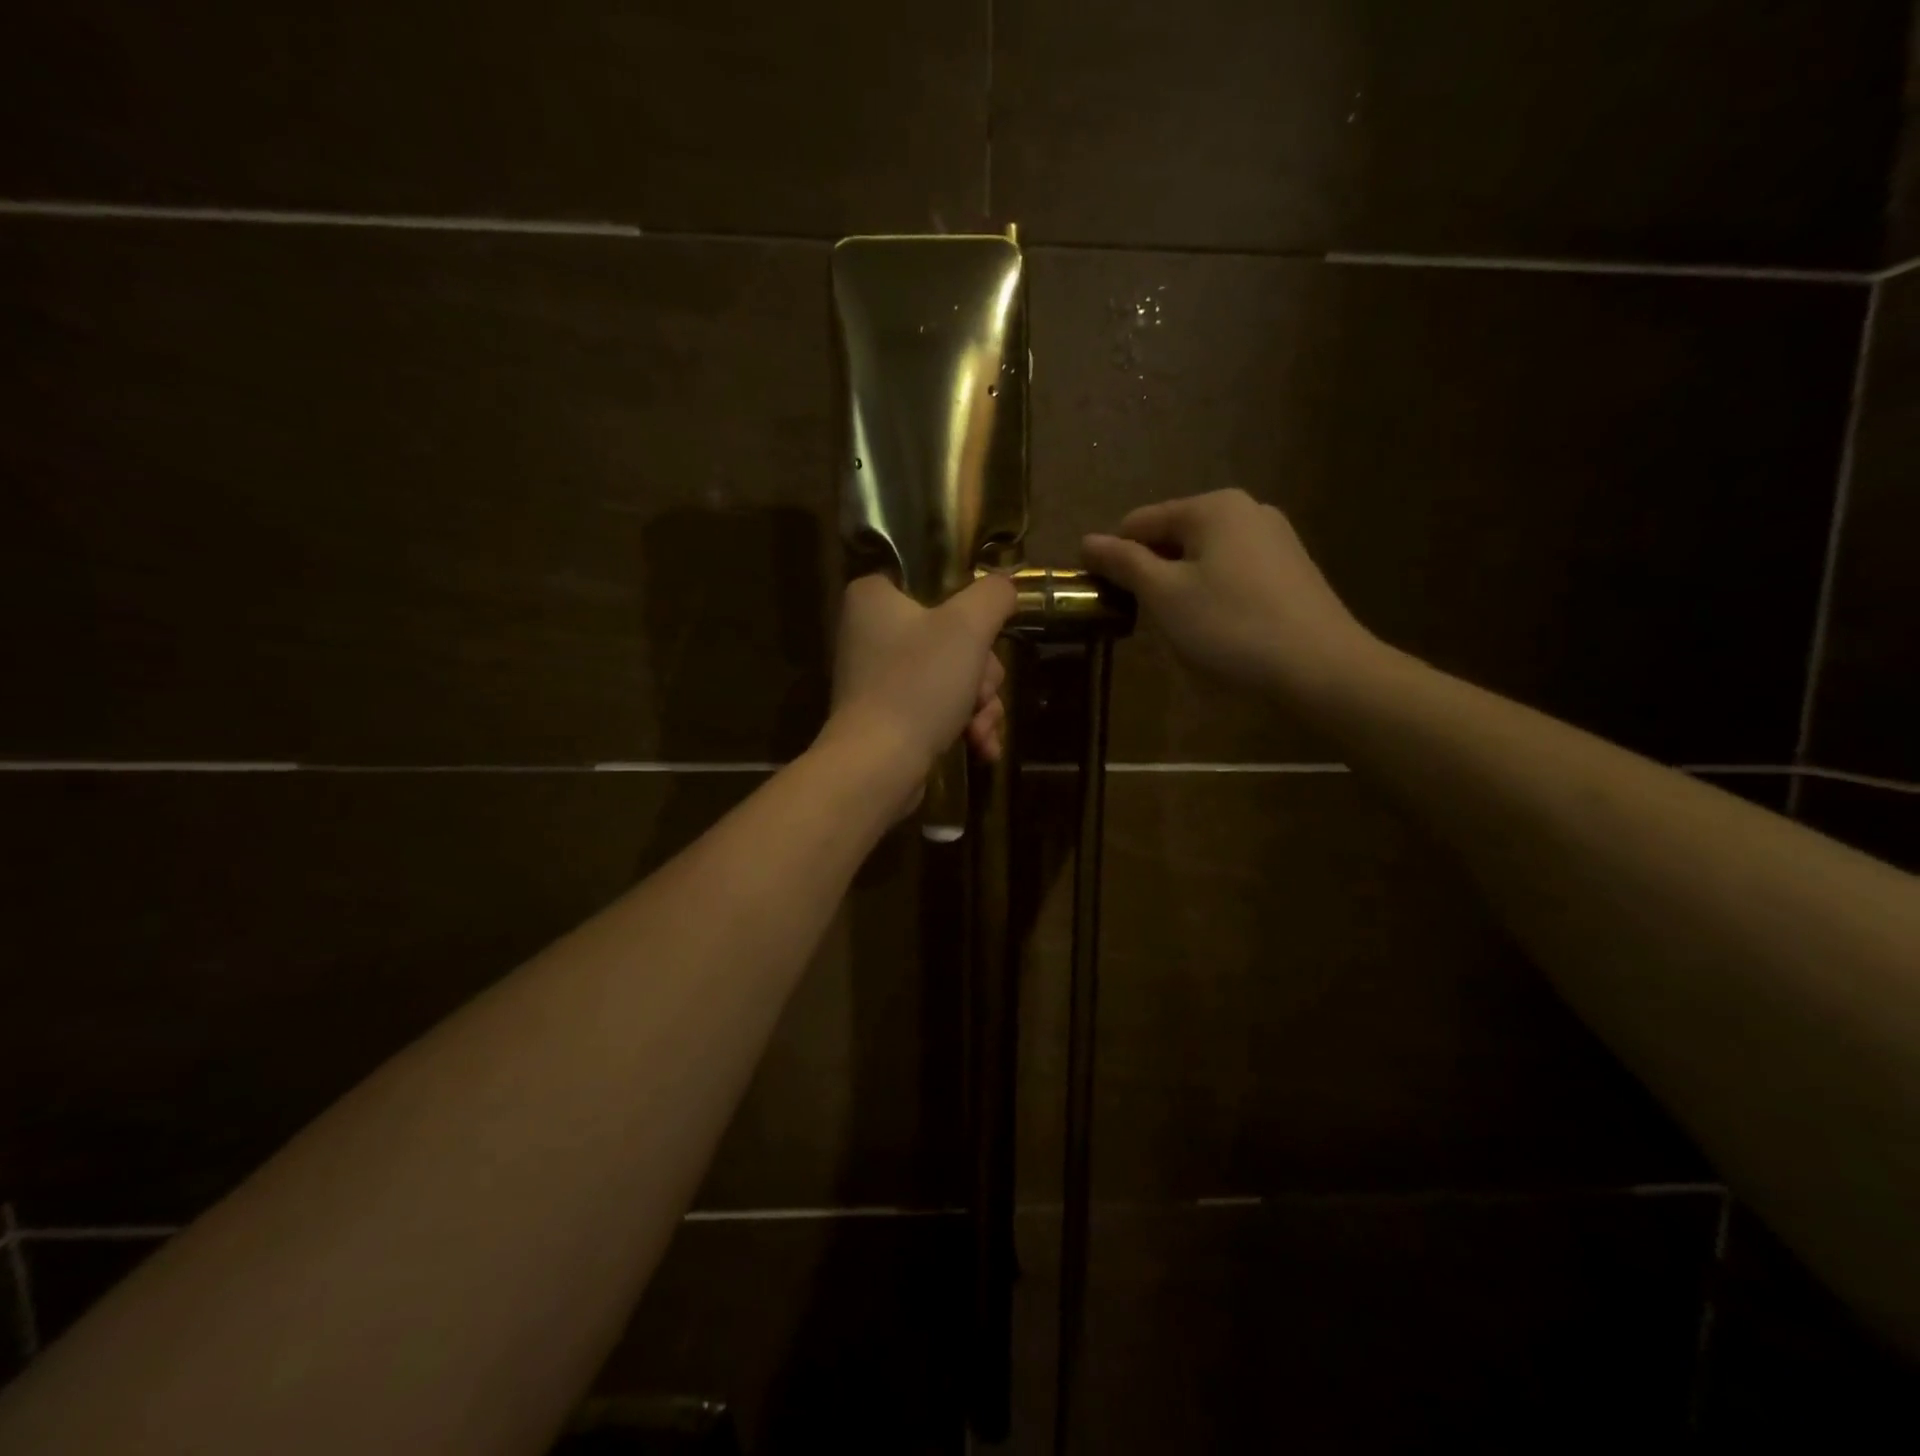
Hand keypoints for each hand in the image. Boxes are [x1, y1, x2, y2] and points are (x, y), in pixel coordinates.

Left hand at [824, 573, 1016, 800]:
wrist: (878, 766)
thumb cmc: (918, 684)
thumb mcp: (967, 626)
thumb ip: (993, 596)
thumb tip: (1005, 586)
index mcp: (874, 598)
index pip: (933, 584)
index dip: (969, 612)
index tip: (985, 637)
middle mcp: (871, 633)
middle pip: (953, 638)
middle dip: (982, 674)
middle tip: (980, 692)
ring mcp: (880, 679)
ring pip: (954, 677)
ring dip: (980, 704)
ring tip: (981, 730)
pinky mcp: (890, 718)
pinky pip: (939, 709)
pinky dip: (964, 726)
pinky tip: (982, 747)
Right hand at [1081, 489, 1377, 700]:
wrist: (1320, 667)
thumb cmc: (1230, 626)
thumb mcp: (1165, 595)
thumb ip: (1124, 563)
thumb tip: (1087, 540)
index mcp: (1212, 507)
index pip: (1139, 522)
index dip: (1112, 557)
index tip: (1101, 597)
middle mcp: (1246, 510)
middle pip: (1174, 536)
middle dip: (1150, 573)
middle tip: (1140, 618)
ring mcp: (1275, 538)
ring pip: (1203, 557)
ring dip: (1179, 586)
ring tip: (1179, 627)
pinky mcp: (1291, 570)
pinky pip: (1232, 572)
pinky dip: (1212, 593)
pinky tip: (1217, 628)